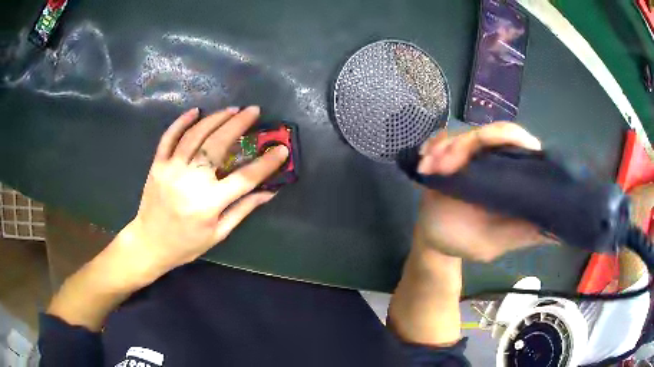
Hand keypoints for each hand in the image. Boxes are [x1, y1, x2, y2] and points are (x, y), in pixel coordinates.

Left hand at [119, 106, 288, 279]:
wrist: (149, 244)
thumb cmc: (186, 244)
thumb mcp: (218, 233)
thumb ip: (243, 209)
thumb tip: (269, 192)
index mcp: (209, 203)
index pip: (245, 178)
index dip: (266, 163)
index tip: (281, 149)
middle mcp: (190, 181)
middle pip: (218, 145)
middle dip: (238, 124)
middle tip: (253, 111)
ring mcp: (171, 169)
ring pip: (195, 135)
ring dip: (215, 118)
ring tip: (232, 109)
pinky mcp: (157, 165)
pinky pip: (169, 137)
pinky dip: (181, 122)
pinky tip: (195, 111)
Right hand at [414, 122, 549, 261]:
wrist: (434, 240)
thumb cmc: (465, 242)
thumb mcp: (496, 242)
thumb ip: (523, 234)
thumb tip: (559, 228)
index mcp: (513, 177)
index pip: (520, 142)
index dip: (509, 137)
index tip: (486, 144)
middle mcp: (497, 160)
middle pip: (491, 131)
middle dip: (464, 145)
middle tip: (443, 166)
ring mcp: (475, 156)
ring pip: (465, 133)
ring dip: (445, 147)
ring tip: (429, 168)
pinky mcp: (453, 154)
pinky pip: (444, 138)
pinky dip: (434, 146)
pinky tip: (425, 163)